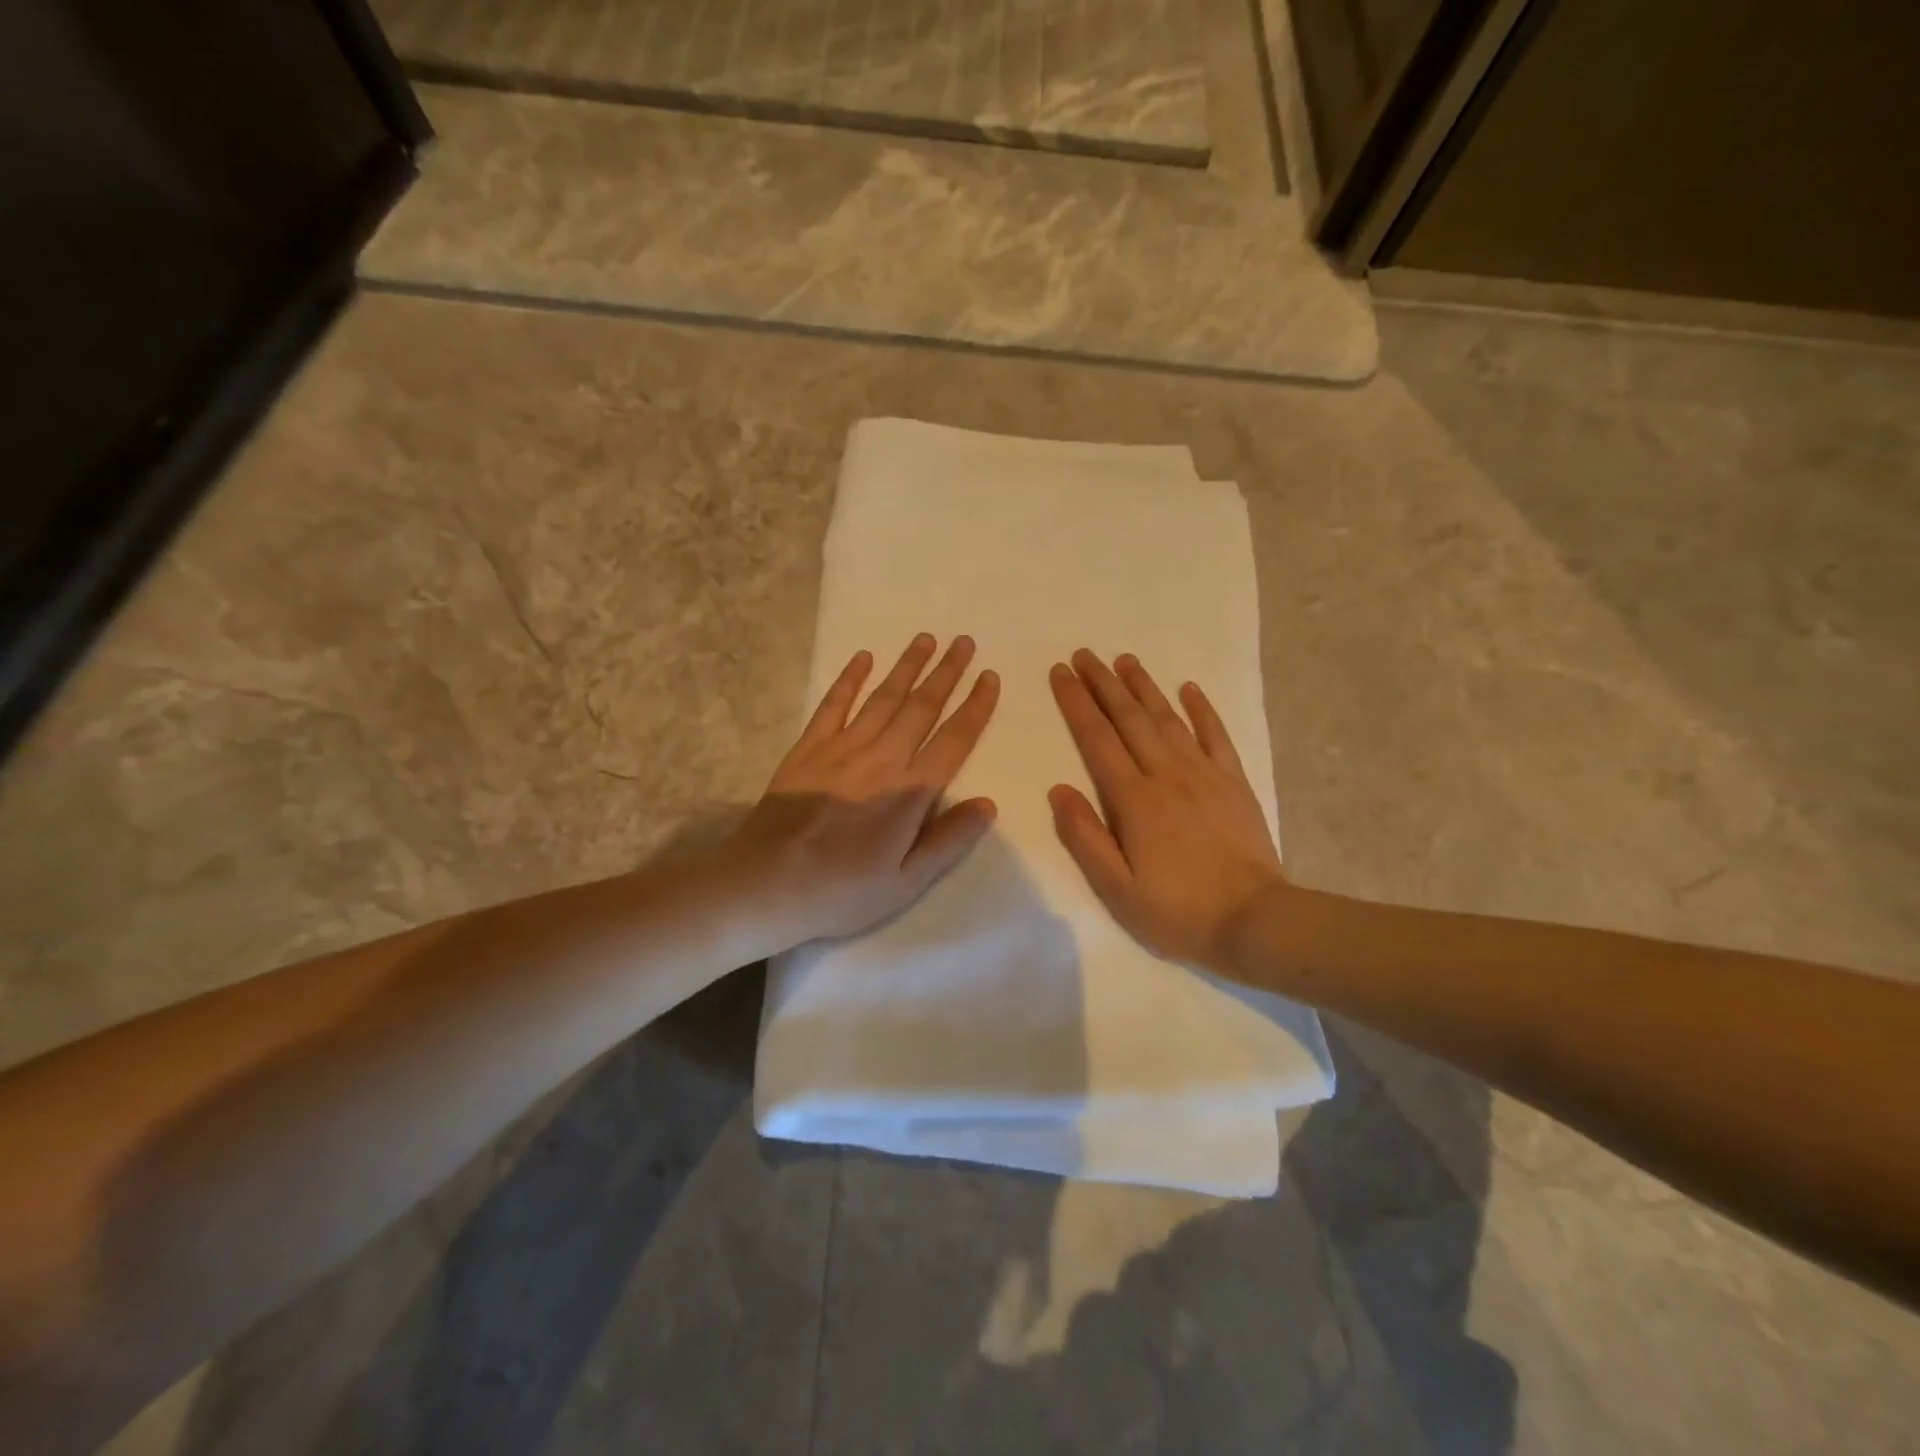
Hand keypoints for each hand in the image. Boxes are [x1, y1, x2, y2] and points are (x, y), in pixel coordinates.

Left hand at [732, 634, 999, 947]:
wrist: (765, 884)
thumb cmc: (841, 892)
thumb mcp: (906, 882)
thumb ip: (948, 840)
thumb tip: (988, 803)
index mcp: (910, 792)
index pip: (953, 740)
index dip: (975, 707)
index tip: (990, 677)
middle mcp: (881, 759)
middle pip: (921, 707)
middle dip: (946, 673)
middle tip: (964, 642)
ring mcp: (841, 749)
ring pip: (882, 698)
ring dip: (906, 667)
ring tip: (926, 639)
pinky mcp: (807, 750)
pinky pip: (833, 705)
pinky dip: (849, 679)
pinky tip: (862, 658)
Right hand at [1049, 650, 1284, 966]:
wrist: (1255, 922)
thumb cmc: (1177, 912)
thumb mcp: (1117, 888)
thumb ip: (1085, 837)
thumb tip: (1058, 790)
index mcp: (1134, 799)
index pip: (1097, 739)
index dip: (1076, 703)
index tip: (1060, 673)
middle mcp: (1166, 774)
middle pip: (1130, 718)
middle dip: (1103, 683)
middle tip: (1084, 654)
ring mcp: (1205, 774)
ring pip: (1168, 718)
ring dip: (1144, 686)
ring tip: (1124, 660)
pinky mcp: (1234, 783)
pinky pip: (1216, 735)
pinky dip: (1201, 709)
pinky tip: (1189, 688)